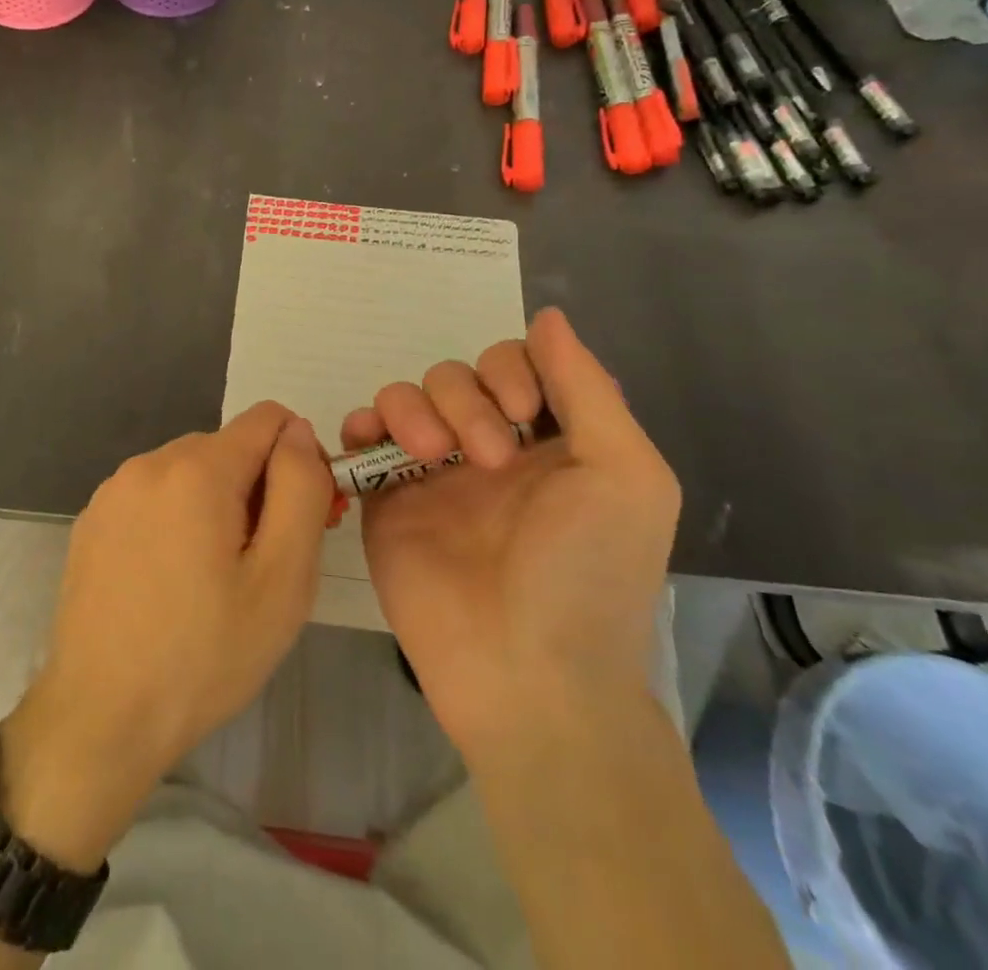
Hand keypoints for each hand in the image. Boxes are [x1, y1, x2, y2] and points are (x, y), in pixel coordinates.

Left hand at [0, 403, 335, 868]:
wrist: (101, 718)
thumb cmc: (206, 653)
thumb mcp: (282, 578)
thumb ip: (301, 489)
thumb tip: (299, 432)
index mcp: (198, 468)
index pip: (268, 419)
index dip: (298, 458)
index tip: (302, 517)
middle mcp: (150, 462)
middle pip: (228, 447)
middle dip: (256, 487)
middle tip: (263, 563)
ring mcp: (114, 490)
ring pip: (190, 472)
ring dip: (215, 504)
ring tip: (214, 579)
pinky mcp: (92, 520)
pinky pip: (153, 496)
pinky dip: (175, 519)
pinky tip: (170, 581)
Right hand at [345, 308, 679, 766]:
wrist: (525, 671)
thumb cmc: (588, 572)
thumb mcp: (624, 475)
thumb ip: (586, 388)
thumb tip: (548, 315)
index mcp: (547, 440)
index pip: (513, 363)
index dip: (510, 369)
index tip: (522, 412)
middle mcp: (487, 446)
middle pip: (455, 374)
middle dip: (466, 400)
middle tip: (487, 461)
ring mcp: (432, 472)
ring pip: (406, 396)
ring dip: (415, 409)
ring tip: (432, 458)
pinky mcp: (386, 497)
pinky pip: (362, 436)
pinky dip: (362, 425)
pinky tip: (373, 443)